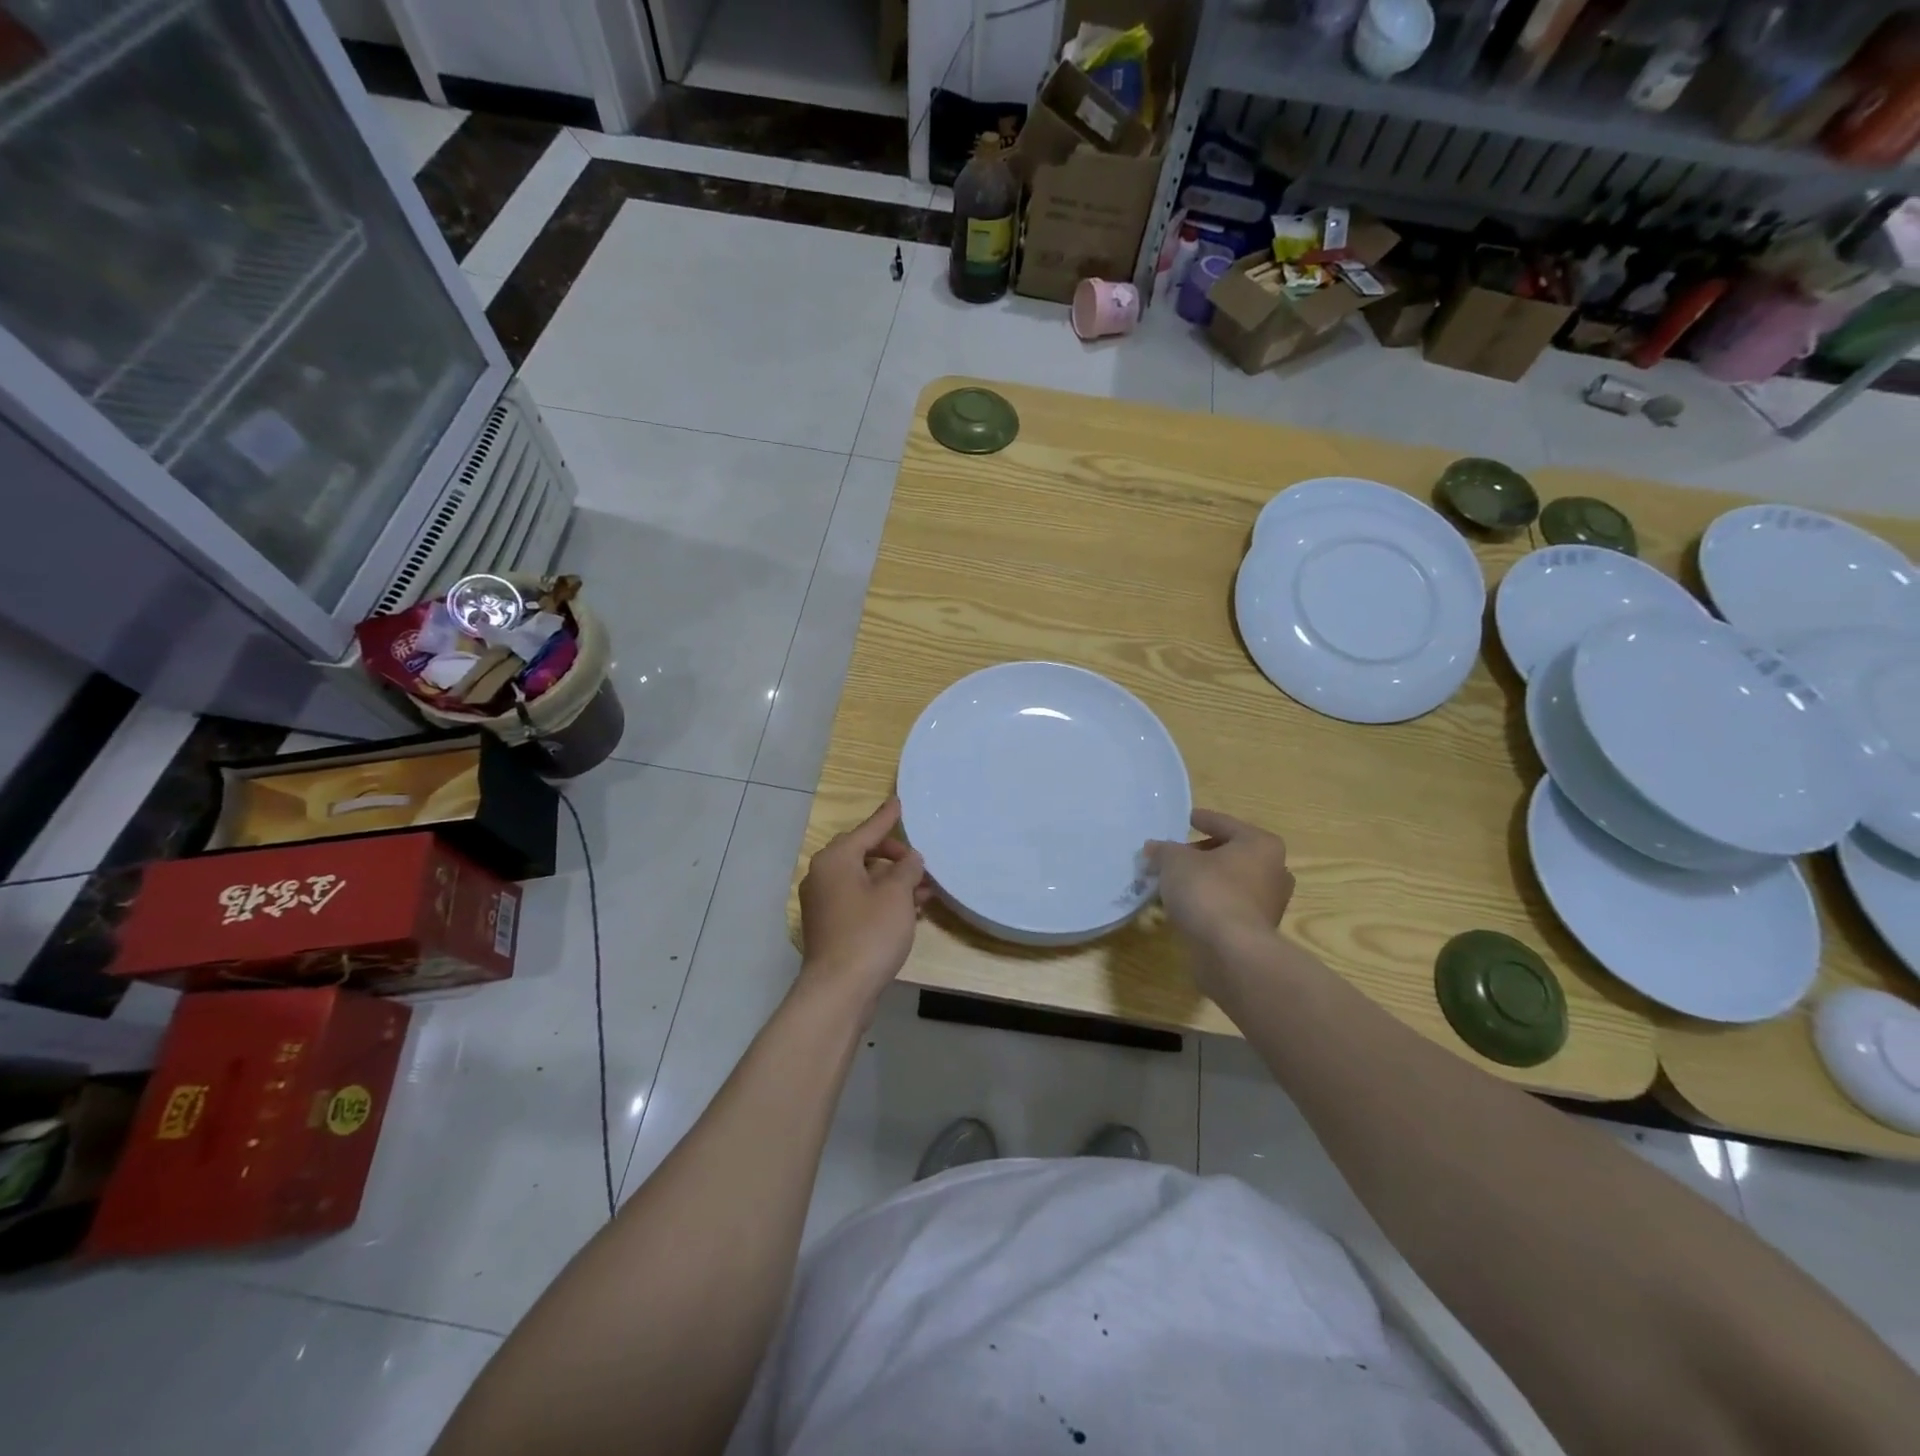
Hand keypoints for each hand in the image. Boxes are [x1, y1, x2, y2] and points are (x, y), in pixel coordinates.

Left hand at [797, 797, 930, 1019]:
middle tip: (919, 864)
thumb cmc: (869, 933)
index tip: (899, 802)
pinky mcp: (829, 927)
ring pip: (863, 880)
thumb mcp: (896, 895)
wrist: (839, 990)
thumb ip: (906, 869)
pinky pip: (858, 901)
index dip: (887, 818)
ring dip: (892, 882)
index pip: (867, 830)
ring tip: (924, 890)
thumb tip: (910, 858)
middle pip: (863, 854)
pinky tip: (908, 911)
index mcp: (835, 860)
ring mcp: (823, 903)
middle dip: (894, 857)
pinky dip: (881, 900)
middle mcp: (823, 876)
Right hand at [1146, 809, 1293, 950]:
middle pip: (1230, 854)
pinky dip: (1209, 903)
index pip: (1225, 824)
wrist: (1230, 952)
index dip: (1202, 819)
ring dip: (1204, 881)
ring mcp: (1269, 904)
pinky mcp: (1258, 931)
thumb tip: (1154, 849)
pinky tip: (1184, 907)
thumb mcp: (1174, 862)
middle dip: (1201, 854)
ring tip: (1174, 883)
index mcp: (1260, 844)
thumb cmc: (1207, 891)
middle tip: (1173, 855)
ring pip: (1230, 882)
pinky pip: (1228, 907)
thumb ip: (1163, 850)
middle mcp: (1273, 871)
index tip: (1185, 819)